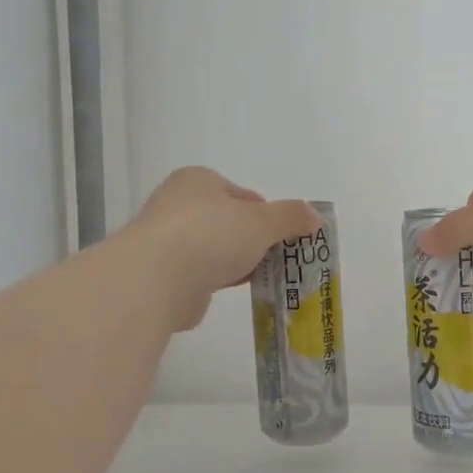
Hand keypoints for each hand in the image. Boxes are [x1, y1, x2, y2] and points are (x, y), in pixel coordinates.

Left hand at [125, 168, 320, 330]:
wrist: (157, 279)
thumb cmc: (211, 235)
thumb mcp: (262, 221)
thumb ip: (291, 217)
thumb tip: (315, 216)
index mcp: (198, 180)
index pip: (241, 194)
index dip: (266, 213)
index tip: (283, 235)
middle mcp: (178, 205)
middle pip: (227, 222)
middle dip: (252, 240)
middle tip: (278, 258)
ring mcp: (167, 241)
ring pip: (214, 249)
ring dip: (236, 262)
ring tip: (263, 277)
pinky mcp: (163, 275)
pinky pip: (200, 275)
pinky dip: (217, 280)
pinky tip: (234, 291)